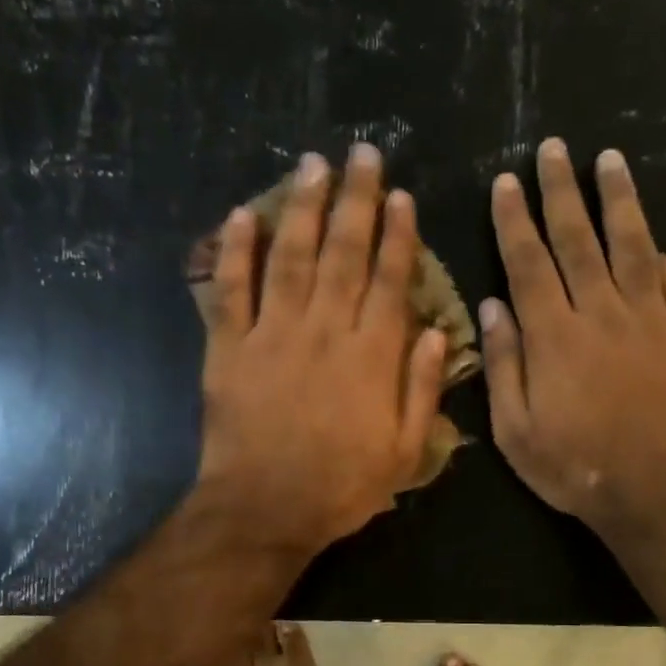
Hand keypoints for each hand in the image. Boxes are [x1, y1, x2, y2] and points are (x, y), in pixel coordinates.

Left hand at [197, 146, 447, 556]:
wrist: (265, 510)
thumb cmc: (340, 487)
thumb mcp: (403, 452)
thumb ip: (422, 391)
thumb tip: (435, 335)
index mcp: (372, 356)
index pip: (390, 281)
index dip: (398, 236)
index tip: (402, 196)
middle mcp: (325, 331)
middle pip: (343, 253)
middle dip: (356, 200)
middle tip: (362, 154)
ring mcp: (273, 334)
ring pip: (291, 257)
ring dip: (303, 207)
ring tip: (313, 165)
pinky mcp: (230, 348)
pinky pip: (231, 289)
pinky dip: (235, 250)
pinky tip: (242, 213)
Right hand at [481, 140, 665, 541]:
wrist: (653, 490)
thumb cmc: (573, 466)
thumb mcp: (515, 430)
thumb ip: (504, 365)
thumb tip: (492, 306)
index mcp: (554, 337)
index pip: (529, 263)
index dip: (515, 220)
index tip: (506, 182)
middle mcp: (601, 313)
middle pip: (579, 240)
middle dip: (561, 191)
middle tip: (553, 149)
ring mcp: (650, 320)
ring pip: (632, 246)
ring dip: (619, 200)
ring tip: (610, 160)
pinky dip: (659, 256)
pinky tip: (653, 239)